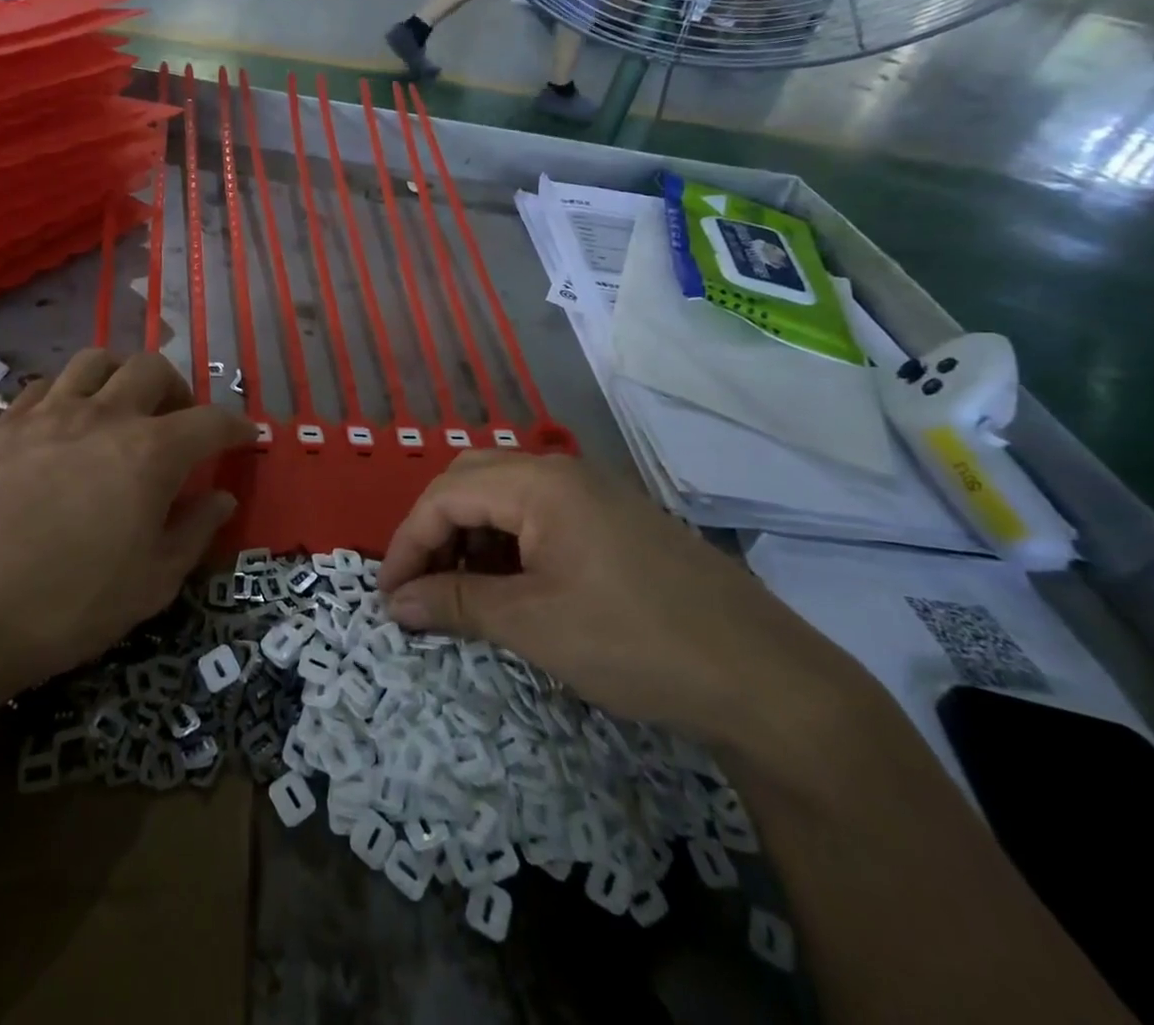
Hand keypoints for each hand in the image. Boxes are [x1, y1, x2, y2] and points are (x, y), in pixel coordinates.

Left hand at [0, 350, 254, 701]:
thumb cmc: (67, 604)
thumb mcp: (150, 584)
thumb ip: (194, 532)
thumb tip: (222, 498)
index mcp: (151, 452)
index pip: (210, 422)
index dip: (235, 427)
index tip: (245, 437)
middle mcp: (105, 415)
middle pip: (153, 369)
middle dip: (178, 390)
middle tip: (178, 423)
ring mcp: (50, 412)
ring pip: (97, 360)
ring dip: (122, 376)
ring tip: (123, 408)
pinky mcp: (5, 422)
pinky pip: (47, 384)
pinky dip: (70, 392)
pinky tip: (66, 422)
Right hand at [377, 452, 858, 748]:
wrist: (765, 681)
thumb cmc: (634, 643)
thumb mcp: (532, 625)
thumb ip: (454, 603)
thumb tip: (394, 603)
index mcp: (539, 483)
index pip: (444, 495)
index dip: (406, 544)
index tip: (388, 597)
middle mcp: (562, 472)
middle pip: (470, 480)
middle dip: (434, 530)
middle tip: (419, 585)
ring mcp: (592, 494)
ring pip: (503, 496)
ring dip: (470, 537)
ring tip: (460, 593)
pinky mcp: (613, 522)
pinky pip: (538, 516)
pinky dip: (507, 545)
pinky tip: (510, 588)